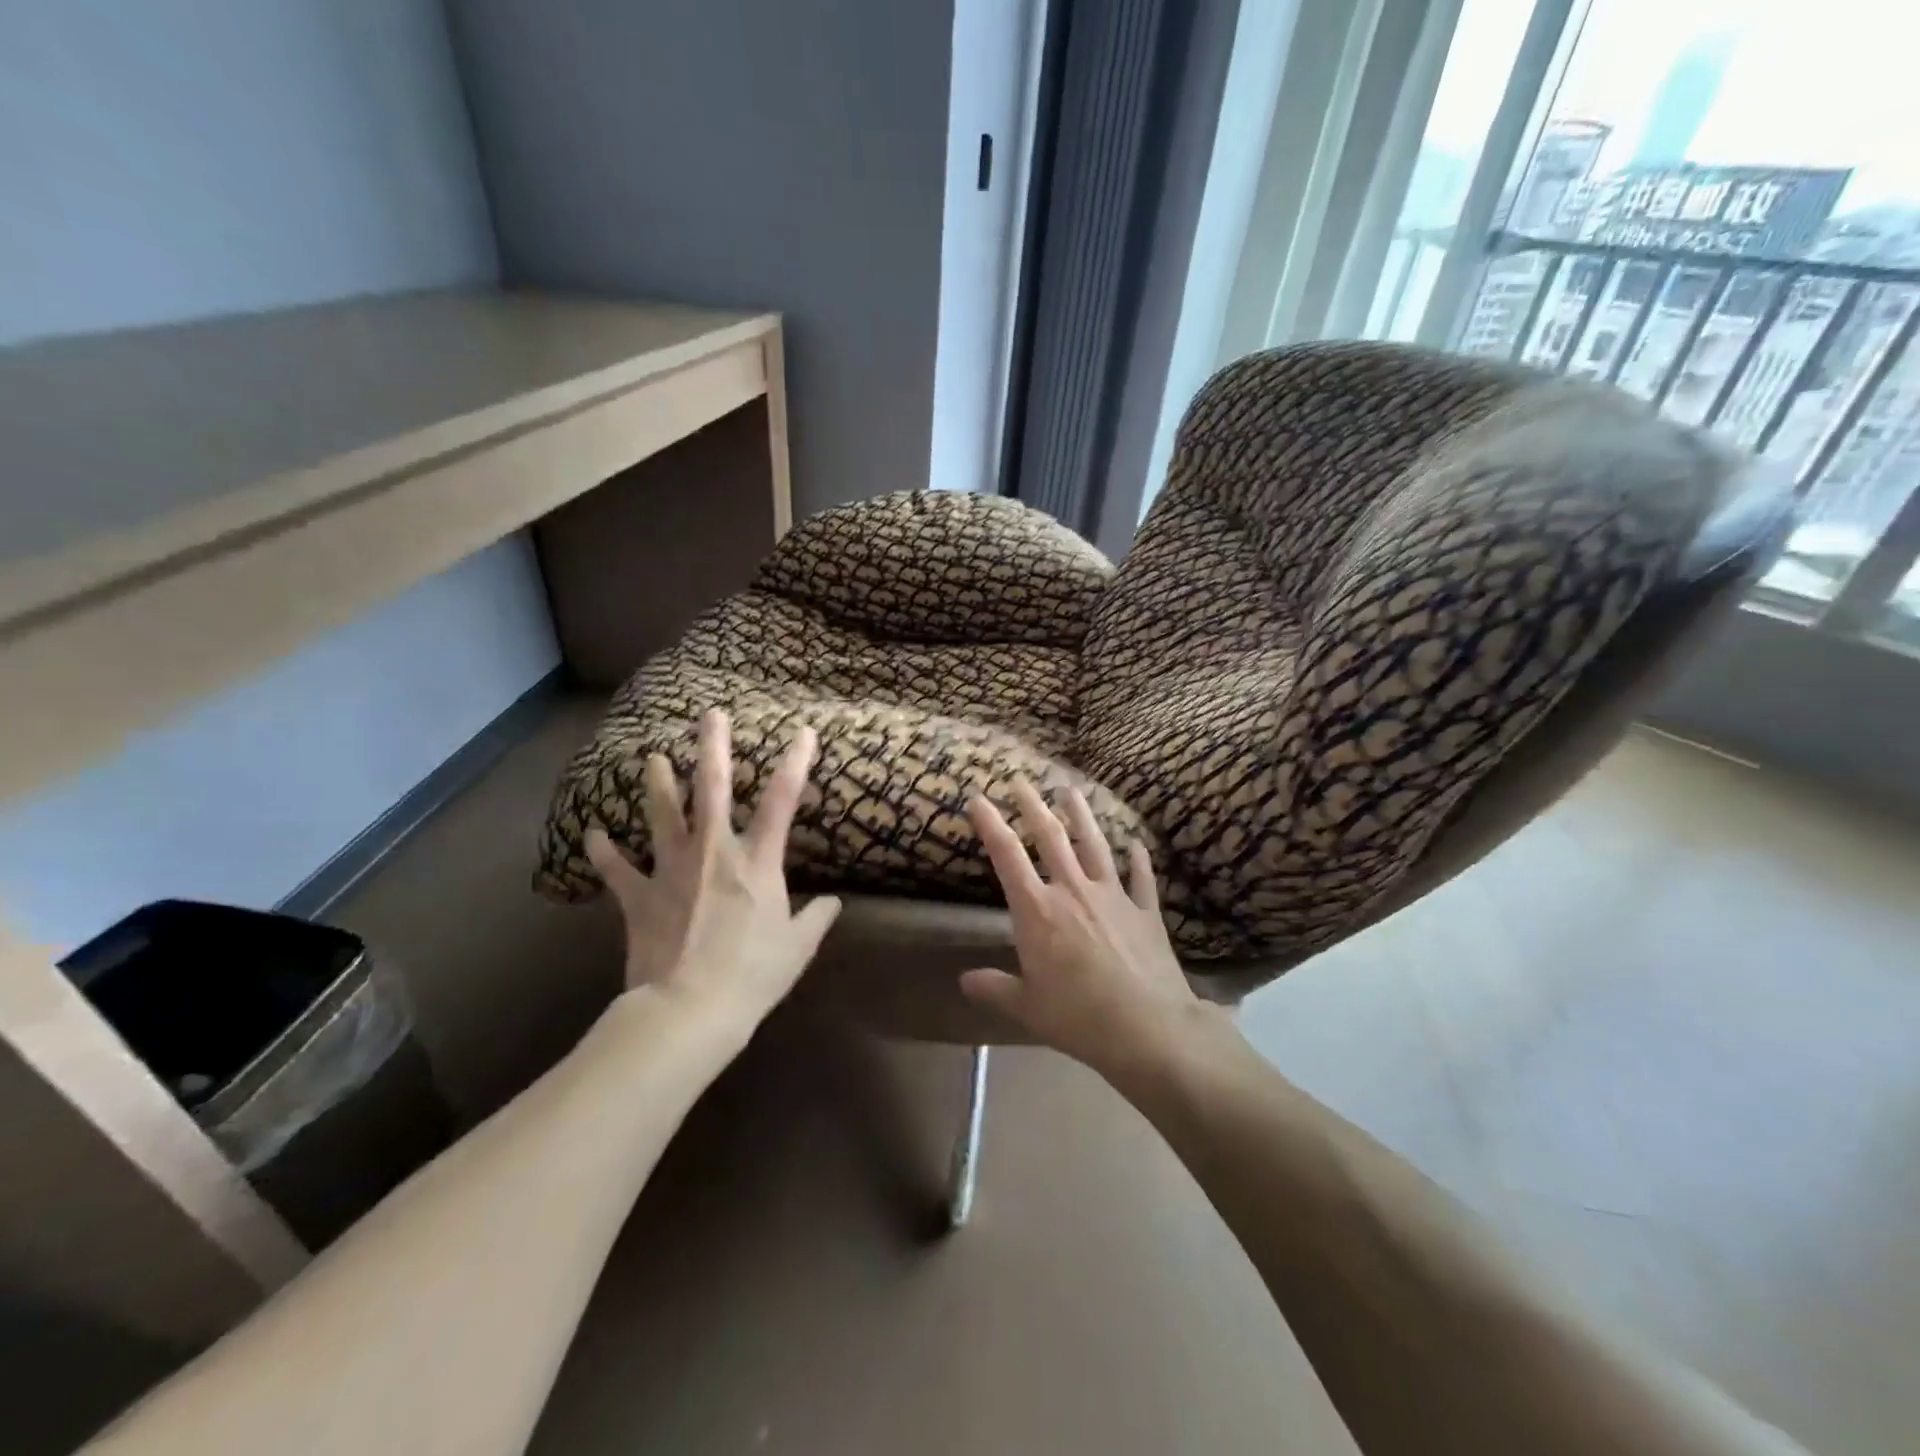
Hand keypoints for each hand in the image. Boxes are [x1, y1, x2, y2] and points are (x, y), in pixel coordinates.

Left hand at [585, 709, 840, 1028]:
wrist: (689, 1009)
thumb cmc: (753, 976)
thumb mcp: (797, 948)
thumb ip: (816, 919)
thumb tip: (834, 903)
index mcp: (757, 862)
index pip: (782, 801)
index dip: (795, 762)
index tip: (803, 732)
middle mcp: (713, 853)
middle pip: (713, 789)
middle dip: (712, 748)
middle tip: (708, 715)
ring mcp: (671, 871)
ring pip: (662, 816)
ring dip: (658, 784)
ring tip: (652, 758)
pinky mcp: (639, 898)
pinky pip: (617, 870)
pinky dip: (604, 853)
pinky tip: (592, 835)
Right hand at [960, 780, 1200, 1075]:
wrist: (1148, 1028)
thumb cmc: (1078, 1017)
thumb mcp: (1027, 1007)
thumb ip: (995, 988)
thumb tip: (964, 981)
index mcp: (1038, 910)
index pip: (1007, 855)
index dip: (990, 823)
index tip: (977, 798)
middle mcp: (1073, 890)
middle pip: (1050, 836)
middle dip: (1032, 804)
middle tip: (1020, 779)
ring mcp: (1113, 896)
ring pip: (1094, 844)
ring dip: (1082, 815)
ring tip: (1072, 790)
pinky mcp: (1145, 910)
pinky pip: (1141, 877)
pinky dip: (1138, 859)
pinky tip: (1136, 844)